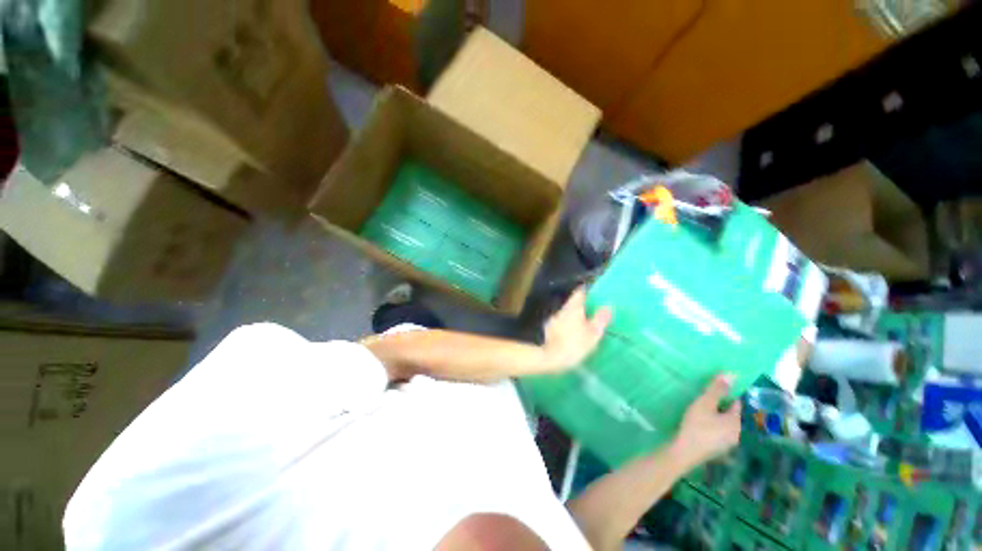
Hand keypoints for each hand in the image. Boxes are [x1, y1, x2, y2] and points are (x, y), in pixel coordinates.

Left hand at [540, 286, 611, 371]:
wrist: (552, 358)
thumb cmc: (575, 345)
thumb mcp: (593, 333)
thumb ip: (600, 318)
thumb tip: (608, 306)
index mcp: (573, 308)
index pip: (579, 293)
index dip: (586, 292)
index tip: (592, 294)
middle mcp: (561, 310)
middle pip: (572, 304)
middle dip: (580, 306)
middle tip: (591, 311)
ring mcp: (553, 320)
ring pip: (565, 314)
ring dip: (573, 317)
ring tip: (582, 324)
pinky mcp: (549, 330)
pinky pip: (560, 324)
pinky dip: (566, 326)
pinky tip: (570, 334)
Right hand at [669, 375, 741, 470]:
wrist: (683, 452)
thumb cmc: (696, 426)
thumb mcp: (704, 404)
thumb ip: (716, 390)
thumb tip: (731, 374)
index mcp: (736, 423)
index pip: (736, 403)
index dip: (726, 393)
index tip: (712, 388)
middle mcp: (736, 434)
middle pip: (730, 414)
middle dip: (719, 405)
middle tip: (703, 398)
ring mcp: (727, 444)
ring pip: (723, 423)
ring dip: (714, 415)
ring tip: (699, 409)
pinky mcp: (716, 449)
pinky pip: (717, 431)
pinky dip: (710, 425)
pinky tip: (697, 423)